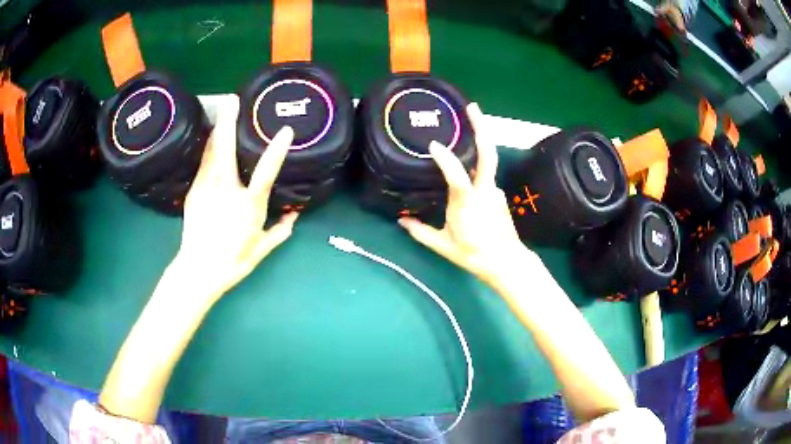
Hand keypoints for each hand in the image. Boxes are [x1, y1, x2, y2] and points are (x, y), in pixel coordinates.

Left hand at [176, 96, 297, 301]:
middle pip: (225, 150)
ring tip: (222, 112)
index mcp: (248, 206)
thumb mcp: (261, 249)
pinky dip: (209, 150)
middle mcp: (226, 191)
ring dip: (217, 130)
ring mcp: (206, 189)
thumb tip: (294, 218)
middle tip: (231, 99)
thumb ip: (279, 231)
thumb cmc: (233, 261)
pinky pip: (203, 164)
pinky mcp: (194, 192)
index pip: (266, 174)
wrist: (198, 269)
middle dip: (228, 121)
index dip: (277, 151)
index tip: (286, 132)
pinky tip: (211, 142)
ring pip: (211, 153)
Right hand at [398, 103, 533, 284]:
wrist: (506, 262)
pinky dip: (477, 166)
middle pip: (487, 154)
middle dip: (481, 128)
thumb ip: (420, 231)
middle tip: (472, 107)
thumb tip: (401, 220)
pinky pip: (486, 175)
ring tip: (471, 120)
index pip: (457, 176)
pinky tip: (468, 165)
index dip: (446, 159)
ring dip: (480, 140)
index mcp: (467, 204)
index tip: (433, 145)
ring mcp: (495, 191)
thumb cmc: (473, 254)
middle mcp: (484, 191)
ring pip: (488, 161)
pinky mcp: (499, 194)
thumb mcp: (443, 245)